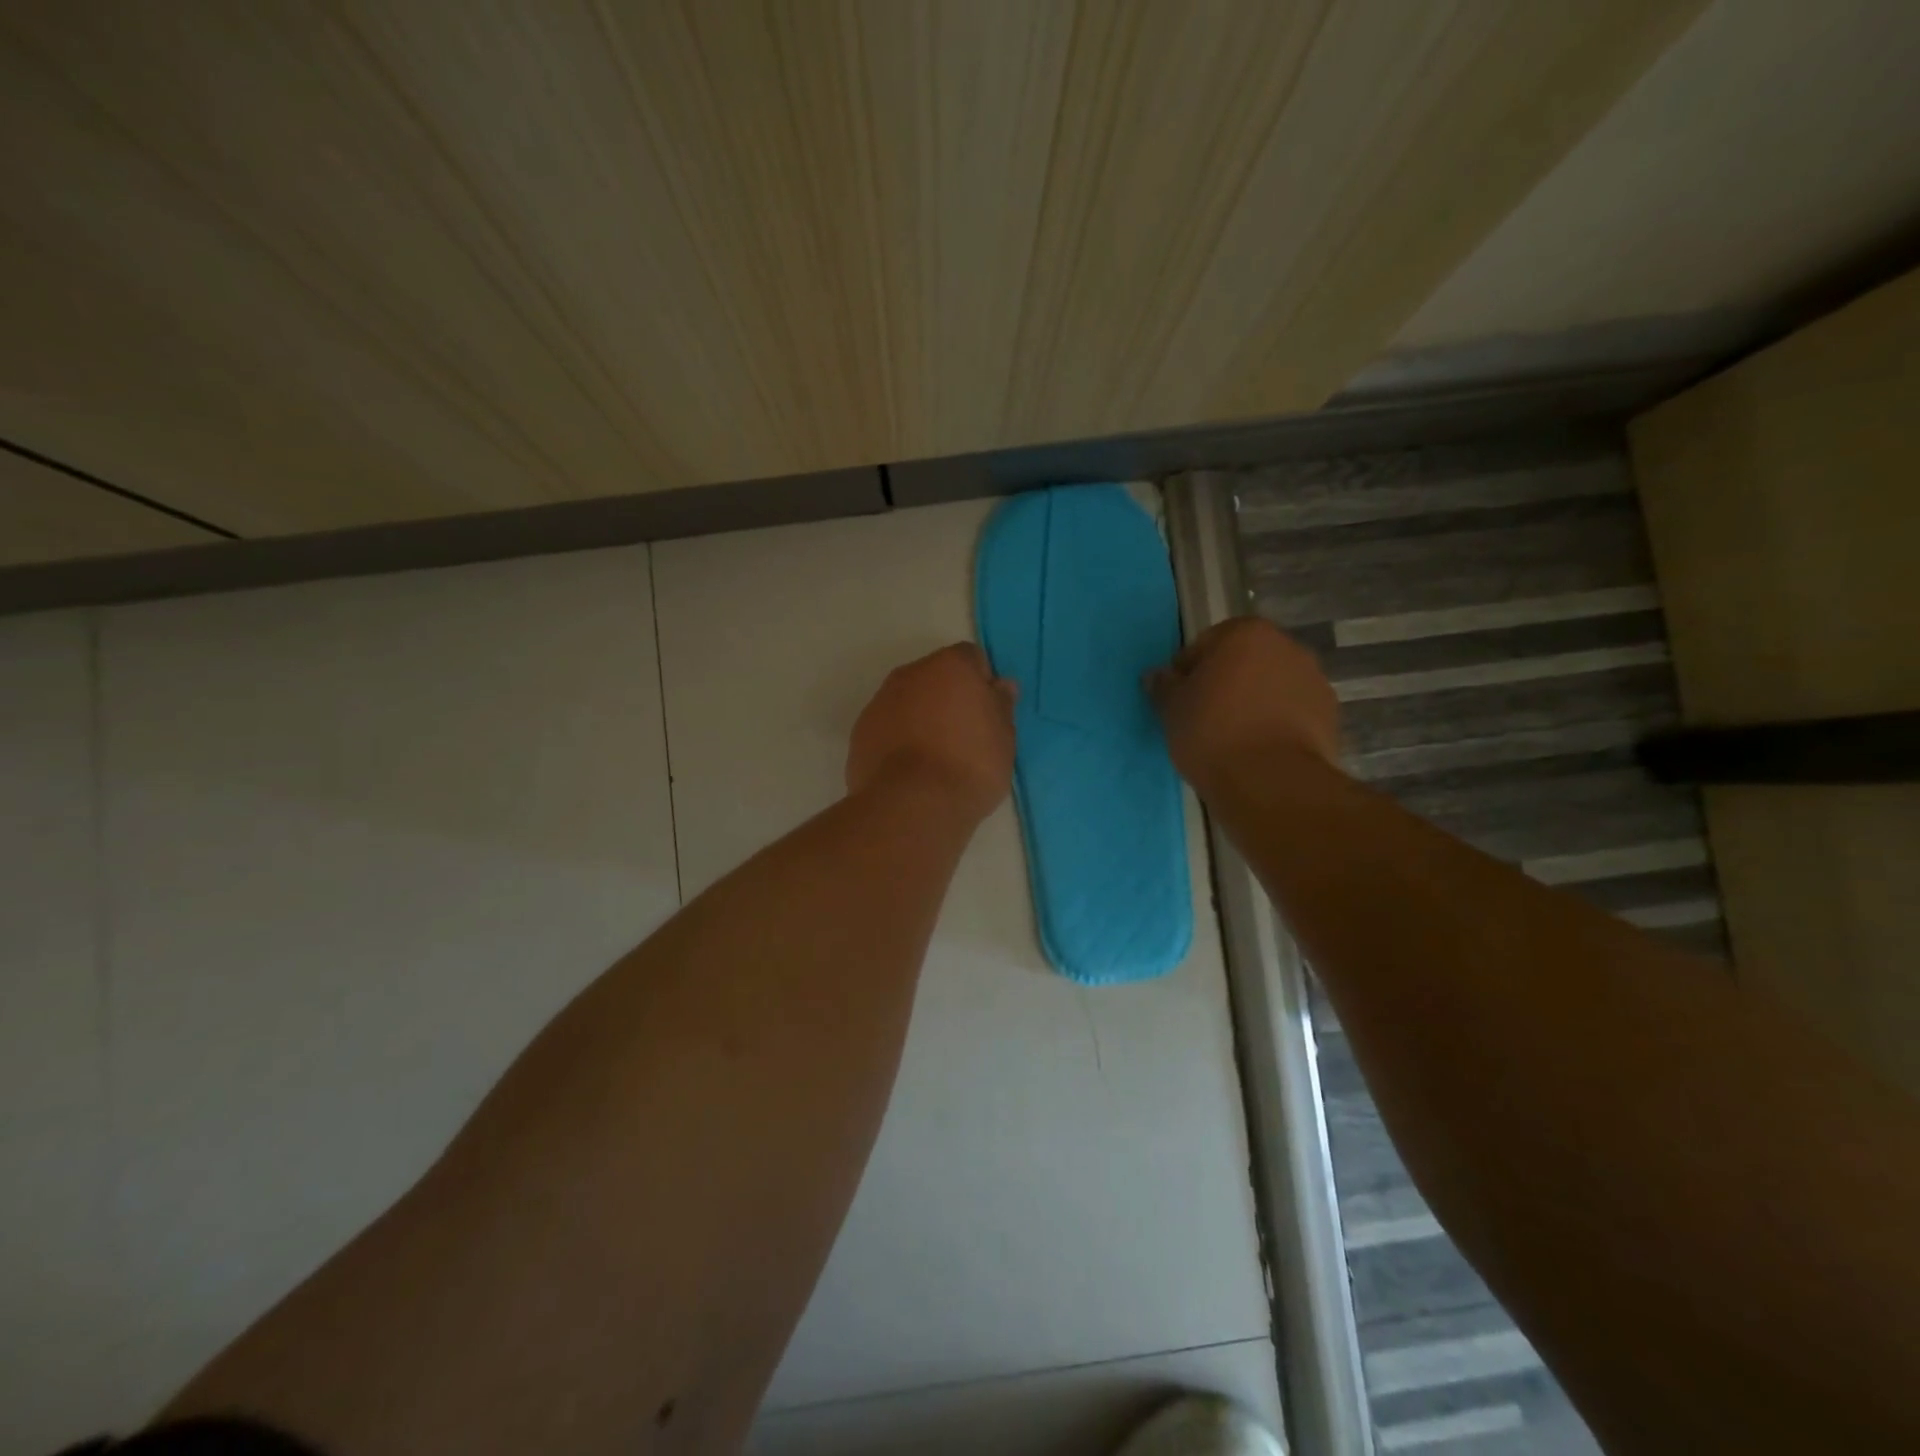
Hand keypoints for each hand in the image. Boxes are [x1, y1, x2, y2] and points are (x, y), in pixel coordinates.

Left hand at [847, 644, 1017, 822]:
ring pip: (908, 701)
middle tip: (965, 737)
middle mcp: (911, 674)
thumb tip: (1000, 685)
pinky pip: (888, 726)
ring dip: (921, 718)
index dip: (982, 684)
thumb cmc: (970, 765)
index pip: (971, 659)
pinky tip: (911, 770)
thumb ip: (1001, 705)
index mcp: (950, 666)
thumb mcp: (1004, 738)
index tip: (988, 714)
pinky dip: (899, 739)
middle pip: (935, 677)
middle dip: (949, 698)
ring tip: (936, 758)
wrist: (912, 805)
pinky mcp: (860, 731)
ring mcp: (880, 701)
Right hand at [1146, 617, 1341, 790]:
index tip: (1178, 699)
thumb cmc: (1212, 732)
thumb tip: (1157, 676)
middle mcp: (1287, 646)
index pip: (1205, 644)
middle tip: (1202, 717)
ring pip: (1270, 687)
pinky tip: (1257, 750)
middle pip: (1244, 662)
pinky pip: (1290, 713)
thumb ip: (1164, 686)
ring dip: (1252, 703)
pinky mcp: (1330, 716)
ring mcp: (1314, 680)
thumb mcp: (1171, 709)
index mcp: (1246, 633)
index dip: (1188, 672)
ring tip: (1231, 738)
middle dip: (1225, 683)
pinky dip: (1274, 724)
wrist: (1270, 781)